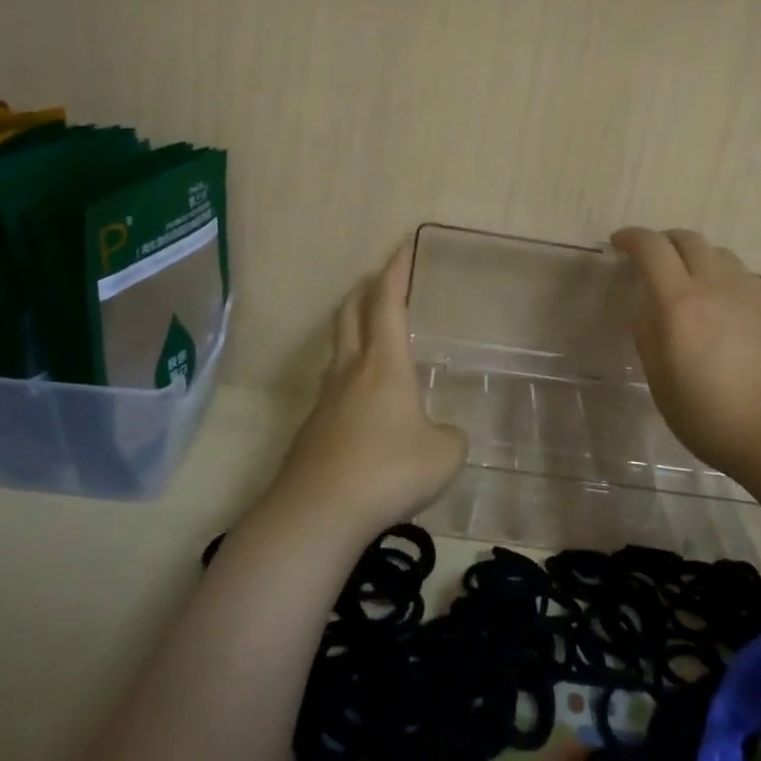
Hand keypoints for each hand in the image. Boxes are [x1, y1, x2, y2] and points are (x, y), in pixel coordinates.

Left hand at [269, 238, 467, 536]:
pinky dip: (350, 381)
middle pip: (350, 315)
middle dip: (365, 291)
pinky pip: (333, 391)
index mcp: (385, 363)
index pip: (388, 302)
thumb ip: (449, 437)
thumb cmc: (389, 470)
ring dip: (353, 333)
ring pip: (338, 352)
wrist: (318, 512)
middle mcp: (350, 371)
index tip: (402, 247)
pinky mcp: (312, 431)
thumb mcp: (444, 454)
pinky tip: (365, 409)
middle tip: (380, 282)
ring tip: (372, 340)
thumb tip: (441, 435)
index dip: (396, 272)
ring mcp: (325, 400)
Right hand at [610, 227, 760, 479]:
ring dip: (694, 256)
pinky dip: (720, 274)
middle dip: (663, 241)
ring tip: (685, 280)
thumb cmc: (712, 417)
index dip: (632, 238)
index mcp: (681, 304)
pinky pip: (740, 274)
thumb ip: (648, 338)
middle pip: (688, 239)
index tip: (617, 244)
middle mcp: (716, 286)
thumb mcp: (662, 384)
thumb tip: (644, 309)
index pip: (652, 249)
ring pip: (718, 253)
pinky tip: (719, 303)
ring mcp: (750, 293)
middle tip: (648, 259)